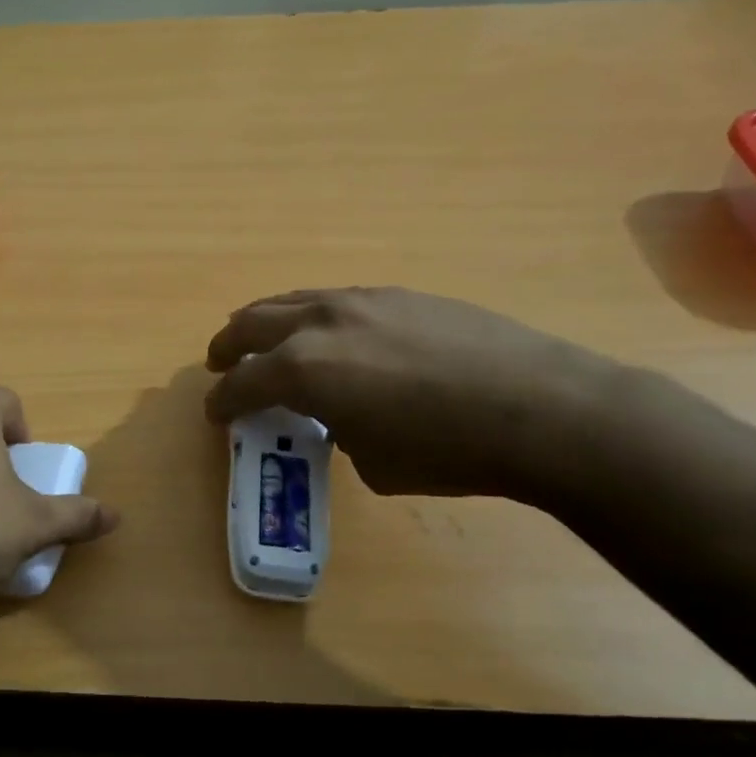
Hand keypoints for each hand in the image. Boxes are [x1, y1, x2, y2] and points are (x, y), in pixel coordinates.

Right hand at [203, 288, 616, 501]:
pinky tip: (333, 335)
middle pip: (252, 322)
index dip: (222, 400)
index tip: (215, 412)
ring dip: (268, 321)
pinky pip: (336, 300)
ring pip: (293, 300)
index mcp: (303, 369)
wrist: (540, 409)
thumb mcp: (373, 462)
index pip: (242, 382)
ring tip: (265, 338)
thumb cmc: (447, 450)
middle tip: (220, 362)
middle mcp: (321, 323)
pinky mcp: (399, 294)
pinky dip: (315, 316)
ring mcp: (362, 300)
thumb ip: (339, 430)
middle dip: (229, 345)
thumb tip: (343, 415)